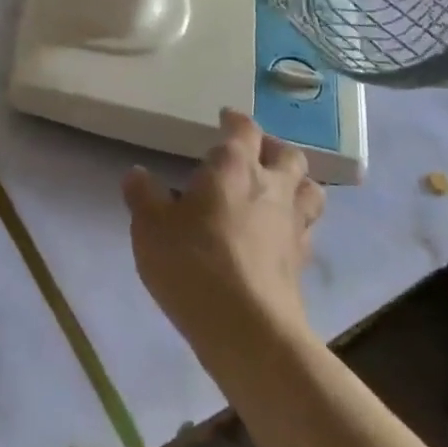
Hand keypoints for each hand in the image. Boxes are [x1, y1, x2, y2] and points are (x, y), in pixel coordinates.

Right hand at [124, 110, 324, 369]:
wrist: (247, 329)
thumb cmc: (193, 263)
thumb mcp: (150, 226)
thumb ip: (143, 195)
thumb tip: (137, 174)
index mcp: (235, 167)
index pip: (243, 129)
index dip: (235, 120)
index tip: (225, 117)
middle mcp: (272, 187)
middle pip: (289, 155)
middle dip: (273, 148)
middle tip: (254, 153)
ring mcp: (293, 225)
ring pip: (310, 190)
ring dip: (296, 183)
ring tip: (276, 189)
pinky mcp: (302, 262)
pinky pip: (306, 228)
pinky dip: (295, 223)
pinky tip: (276, 234)